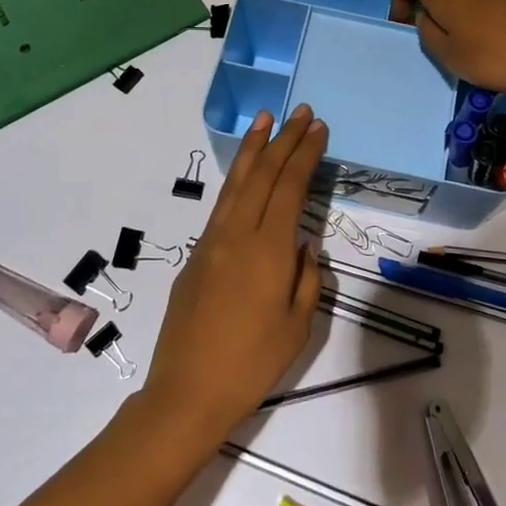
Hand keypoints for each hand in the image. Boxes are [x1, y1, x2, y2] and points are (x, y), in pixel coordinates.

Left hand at [141, 104, 326, 439]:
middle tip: (301, 112)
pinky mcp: (196, 256)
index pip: (290, 186)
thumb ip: (307, 277)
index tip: (318, 128)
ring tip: (264, 119)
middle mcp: (237, 234)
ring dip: (253, 148)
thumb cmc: (251, 364)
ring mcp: (212, 242)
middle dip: (283, 139)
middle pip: (263, 174)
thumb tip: (304, 244)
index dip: (305, 154)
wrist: (186, 393)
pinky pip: (222, 205)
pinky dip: (237, 178)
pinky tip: (244, 173)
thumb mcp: (298, 325)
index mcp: (268, 249)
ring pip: (236, 182)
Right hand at [389, 0, 505, 98]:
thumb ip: (427, 32)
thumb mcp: (449, 55)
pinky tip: (499, 34)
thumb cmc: (496, 57)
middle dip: (429, 1)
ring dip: (458, 3)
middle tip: (435, 32)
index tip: (404, 24)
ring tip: (468, 35)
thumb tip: (425, 15)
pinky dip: (484, 6)